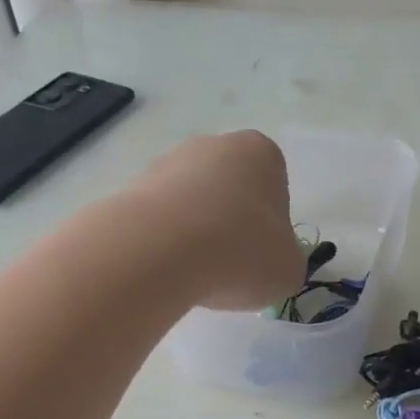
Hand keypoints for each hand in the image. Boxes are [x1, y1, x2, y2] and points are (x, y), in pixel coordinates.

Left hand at [132, 131, 305, 310]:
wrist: (161, 251)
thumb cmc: (242, 251)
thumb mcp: (289, 268)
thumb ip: (286, 259)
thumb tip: (269, 262)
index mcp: (261, 152)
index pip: (275, 188)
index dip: (270, 227)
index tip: (261, 255)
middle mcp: (213, 145)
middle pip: (230, 191)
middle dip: (230, 225)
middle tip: (230, 267)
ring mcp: (167, 162)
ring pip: (191, 204)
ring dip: (195, 233)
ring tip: (195, 273)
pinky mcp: (131, 188)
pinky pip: (159, 220)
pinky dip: (164, 243)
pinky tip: (167, 268)